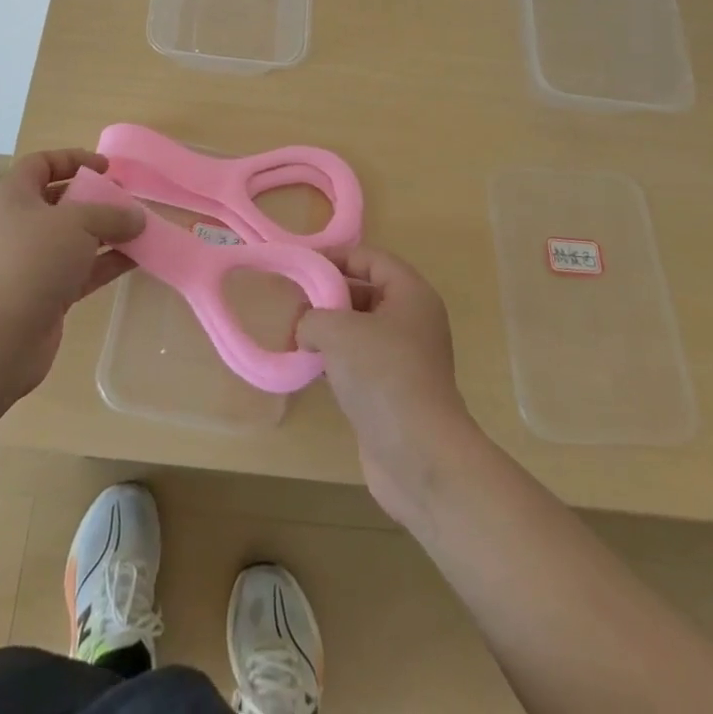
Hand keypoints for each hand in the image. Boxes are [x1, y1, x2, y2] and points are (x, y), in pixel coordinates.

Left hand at [0, 149, 143, 397]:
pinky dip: (107, 262)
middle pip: (61, 202)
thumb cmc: (34, 260)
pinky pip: (82, 269)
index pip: (41, 164)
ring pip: (75, 238)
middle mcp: (20, 225)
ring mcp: (32, 262)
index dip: (73, 159)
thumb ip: (112, 214)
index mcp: (15, 196)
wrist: (0, 336)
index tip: (106, 168)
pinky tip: (138, 259)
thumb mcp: (78, 223)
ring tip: (142, 229)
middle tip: (128, 200)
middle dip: (96, 199)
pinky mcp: (46, 293)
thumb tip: (137, 217)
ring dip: (107, 233)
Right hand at [296, 247, 478, 525]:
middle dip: (328, 297)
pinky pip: (360, 363)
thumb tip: (306, 329)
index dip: (336, 257)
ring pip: (360, 330)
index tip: (301, 267)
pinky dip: (335, 361)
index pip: (371, 258)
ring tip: (294, 337)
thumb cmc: (382, 375)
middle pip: (365, 292)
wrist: (419, 456)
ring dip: (328, 331)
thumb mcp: (337, 330)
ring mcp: (405, 359)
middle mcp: (412, 321)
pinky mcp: (394, 392)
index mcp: (410, 294)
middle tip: (293, 305)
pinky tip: (309, 368)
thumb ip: (313, 316)